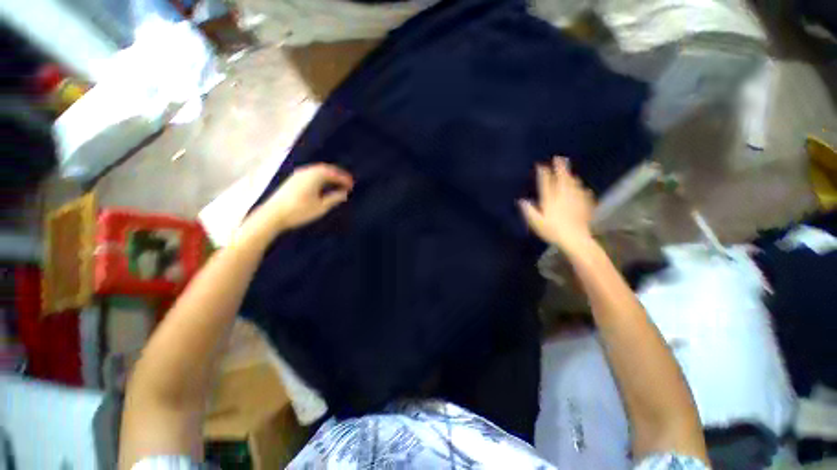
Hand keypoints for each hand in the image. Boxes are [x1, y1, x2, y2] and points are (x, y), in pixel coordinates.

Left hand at [239, 163, 353, 246]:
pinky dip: (320, 177)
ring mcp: (297, 175)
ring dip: (328, 176)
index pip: (333, 173)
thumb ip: (334, 198)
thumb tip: (344, 193)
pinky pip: (311, 174)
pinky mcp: (292, 180)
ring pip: (317, 171)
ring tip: (337, 184)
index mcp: (314, 176)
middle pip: (325, 169)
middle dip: (337, 175)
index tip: (352, 185)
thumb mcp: (321, 206)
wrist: (273, 214)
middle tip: (347, 182)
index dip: (344, 178)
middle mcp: (306, 172)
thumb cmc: (299, 211)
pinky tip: (322, 185)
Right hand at [518, 156, 594, 250]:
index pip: (546, 183)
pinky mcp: (585, 205)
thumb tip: (522, 201)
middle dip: (560, 168)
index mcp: (550, 199)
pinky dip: (582, 189)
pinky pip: (584, 193)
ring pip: (574, 184)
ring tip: (570, 172)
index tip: (541, 165)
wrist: (575, 238)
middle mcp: (563, 196)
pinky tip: (583, 189)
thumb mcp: (536, 222)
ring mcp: (576, 199)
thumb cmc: (553, 231)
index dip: (544, 173)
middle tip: (560, 158)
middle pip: (562, 179)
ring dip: (571, 176)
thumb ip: (529, 211)